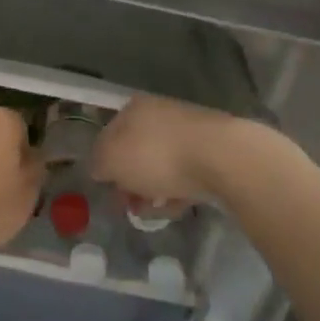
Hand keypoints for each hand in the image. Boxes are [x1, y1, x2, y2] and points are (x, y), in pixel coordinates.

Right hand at [90, 95, 248, 205]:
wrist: (221, 157)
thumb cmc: (157, 155)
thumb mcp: (111, 160)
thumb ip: (98, 164)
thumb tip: (101, 168)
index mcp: (133, 108)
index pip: (108, 136)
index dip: (104, 165)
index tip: (108, 190)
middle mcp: (160, 113)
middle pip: (136, 153)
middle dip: (131, 182)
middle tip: (130, 206)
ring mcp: (188, 130)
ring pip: (161, 165)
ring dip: (153, 190)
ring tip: (155, 212)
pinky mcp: (212, 151)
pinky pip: (186, 174)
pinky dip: (178, 191)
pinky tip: (178, 207)